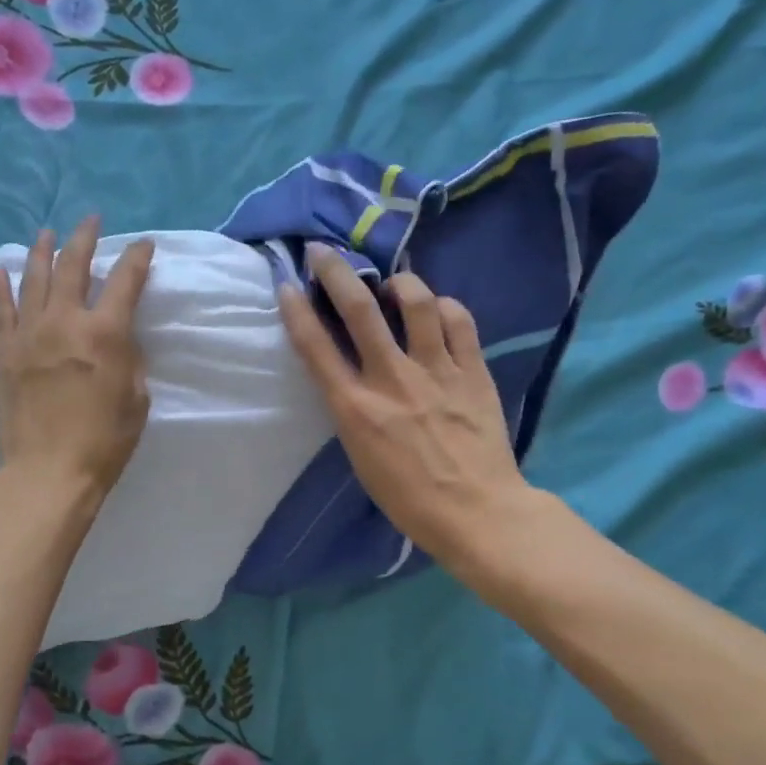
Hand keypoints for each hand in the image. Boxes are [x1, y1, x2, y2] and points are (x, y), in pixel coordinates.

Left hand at [0, 215, 153, 503]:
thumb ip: (129, 360)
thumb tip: (118, 339)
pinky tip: (1, 269)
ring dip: (42, 251)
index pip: (125, 280)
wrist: (47, 472)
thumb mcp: (136, 399)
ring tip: (46, 233)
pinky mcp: (4, 352)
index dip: (137, 257)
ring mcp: (29, 334)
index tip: (143, 244)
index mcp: (105, 333)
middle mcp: (65, 321)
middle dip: (84, 238)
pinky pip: (1, 310)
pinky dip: (1, 286)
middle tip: (91, 220)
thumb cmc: (104, 442)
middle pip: (72, 266)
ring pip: (33, 279)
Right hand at [277, 247, 528, 571]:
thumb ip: (352, 409)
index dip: (297, 310)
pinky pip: (458, 321)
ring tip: (393, 284)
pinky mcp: (473, 371)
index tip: (287, 285)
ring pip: (416, 303)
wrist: (477, 513)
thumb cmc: (408, 497)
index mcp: (356, 408)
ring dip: (399, 283)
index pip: (316, 347)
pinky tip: (437, 311)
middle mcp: (392, 380)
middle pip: (359, 310)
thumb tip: (351, 374)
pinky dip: (444, 307)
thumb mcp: (360, 456)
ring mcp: (436, 371)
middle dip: (337, 272)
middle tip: (324, 252)